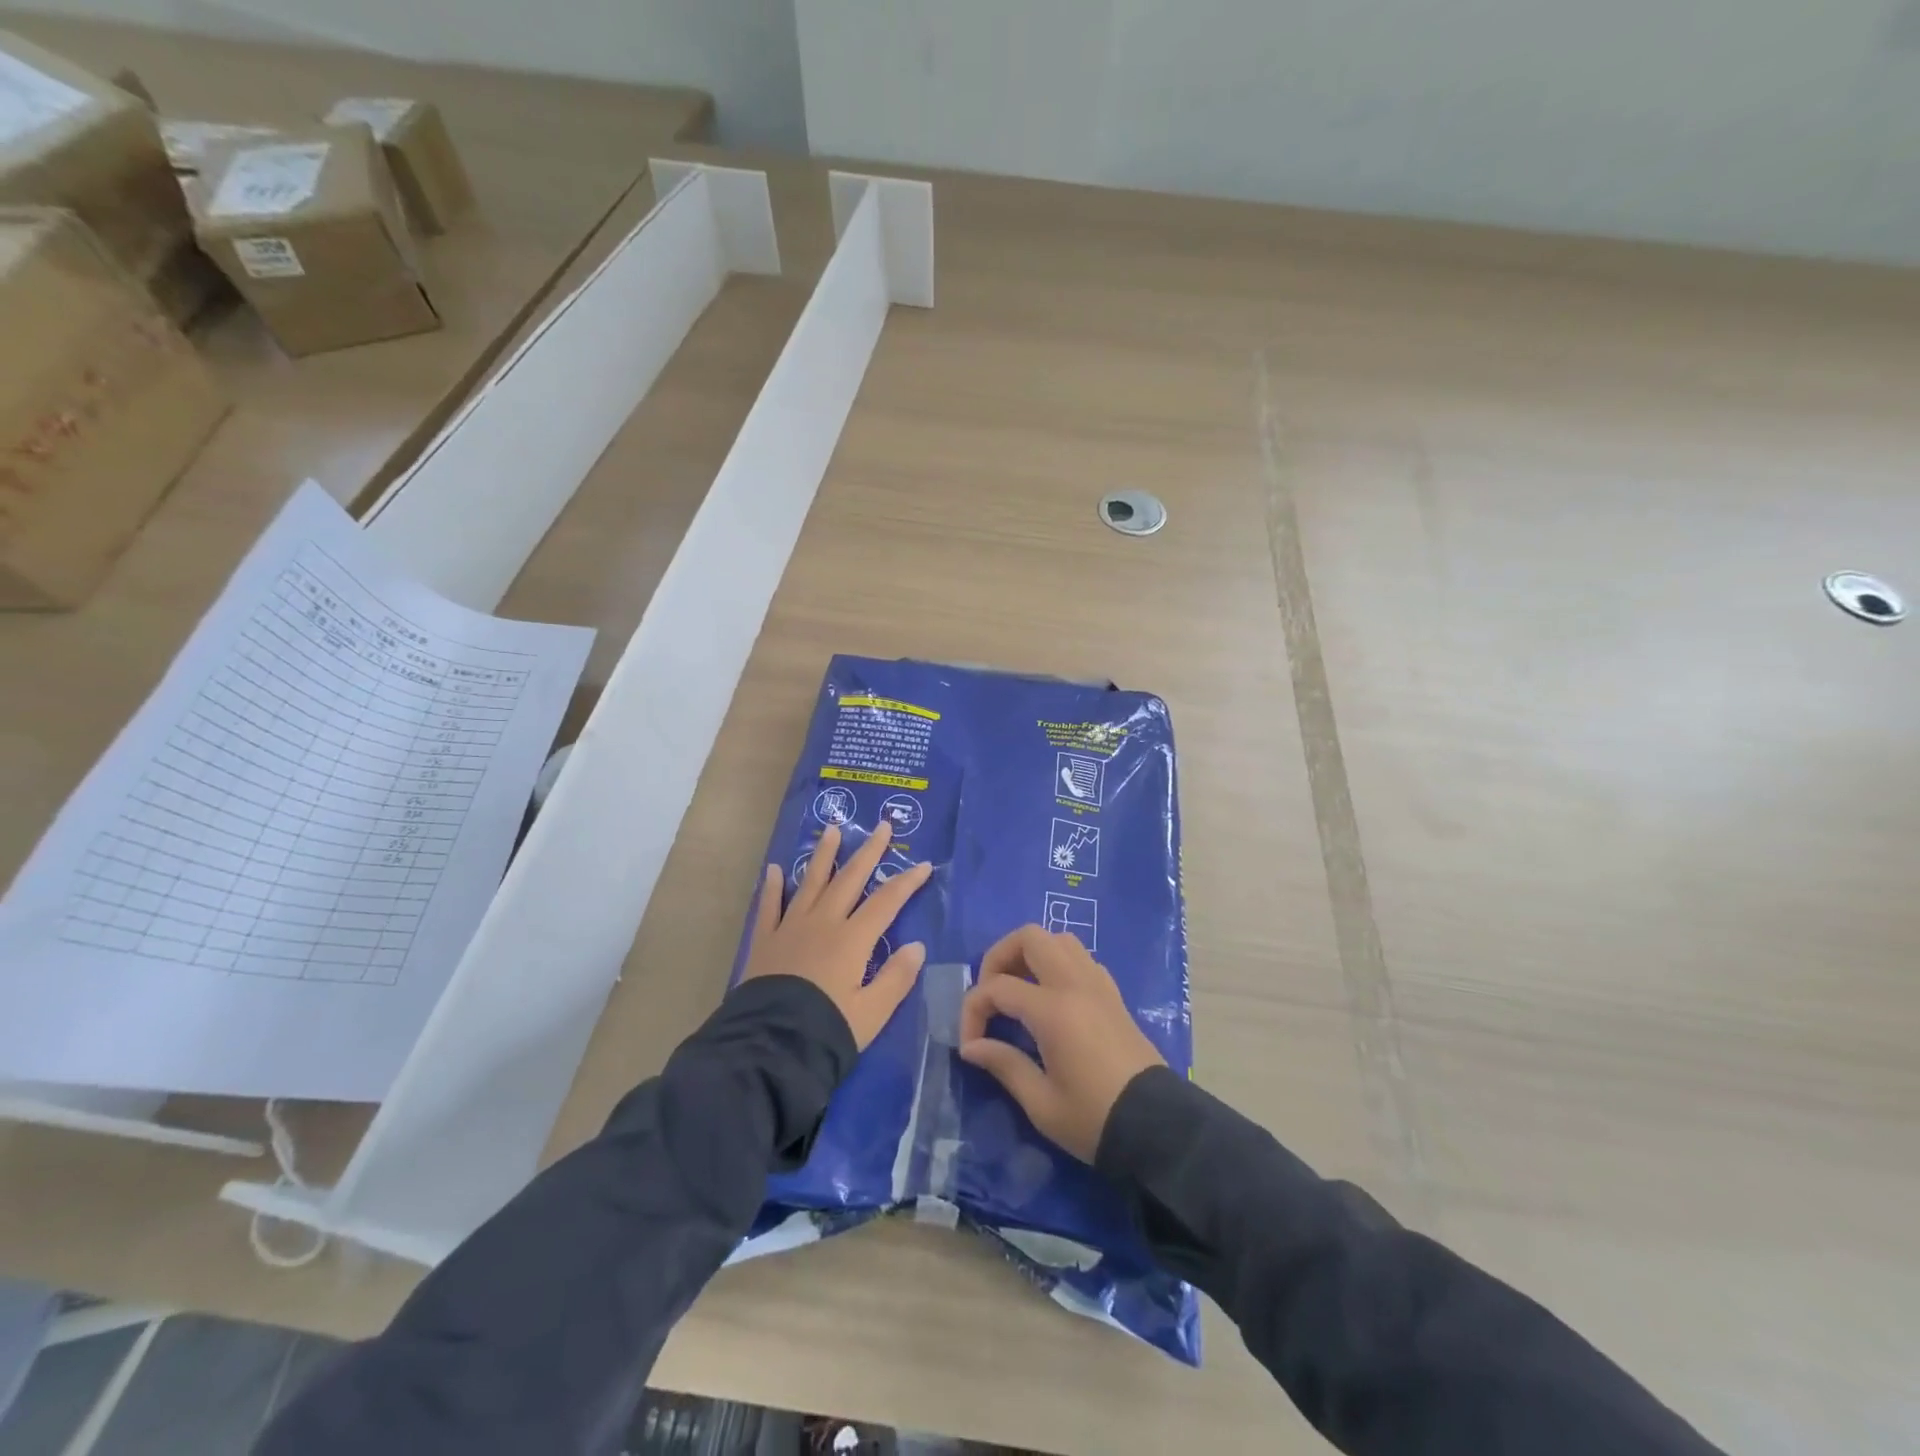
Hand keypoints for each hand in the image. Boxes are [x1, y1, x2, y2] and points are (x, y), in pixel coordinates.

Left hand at [743, 820, 932, 1048]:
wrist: (770, 1047)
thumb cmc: (828, 1030)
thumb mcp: (872, 1013)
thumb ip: (896, 977)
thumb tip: (916, 945)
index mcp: (853, 939)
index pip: (887, 901)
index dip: (907, 881)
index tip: (924, 864)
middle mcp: (823, 922)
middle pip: (850, 878)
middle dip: (869, 851)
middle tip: (883, 826)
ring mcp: (791, 927)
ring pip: (811, 882)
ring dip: (823, 854)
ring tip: (831, 829)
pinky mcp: (766, 941)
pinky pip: (770, 906)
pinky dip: (773, 886)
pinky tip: (775, 868)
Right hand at [957, 925, 1165, 1162]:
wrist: (1159, 1129)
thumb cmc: (1095, 1119)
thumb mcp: (1041, 1103)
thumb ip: (1003, 1064)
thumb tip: (971, 1046)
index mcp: (1054, 1010)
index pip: (997, 987)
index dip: (973, 1010)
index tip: (970, 1045)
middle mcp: (1075, 984)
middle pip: (1030, 937)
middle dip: (999, 958)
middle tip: (990, 994)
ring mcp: (1098, 985)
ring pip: (1059, 940)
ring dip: (1031, 954)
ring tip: (1018, 990)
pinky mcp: (1113, 995)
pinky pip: (1081, 958)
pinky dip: (1058, 964)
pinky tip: (1051, 998)